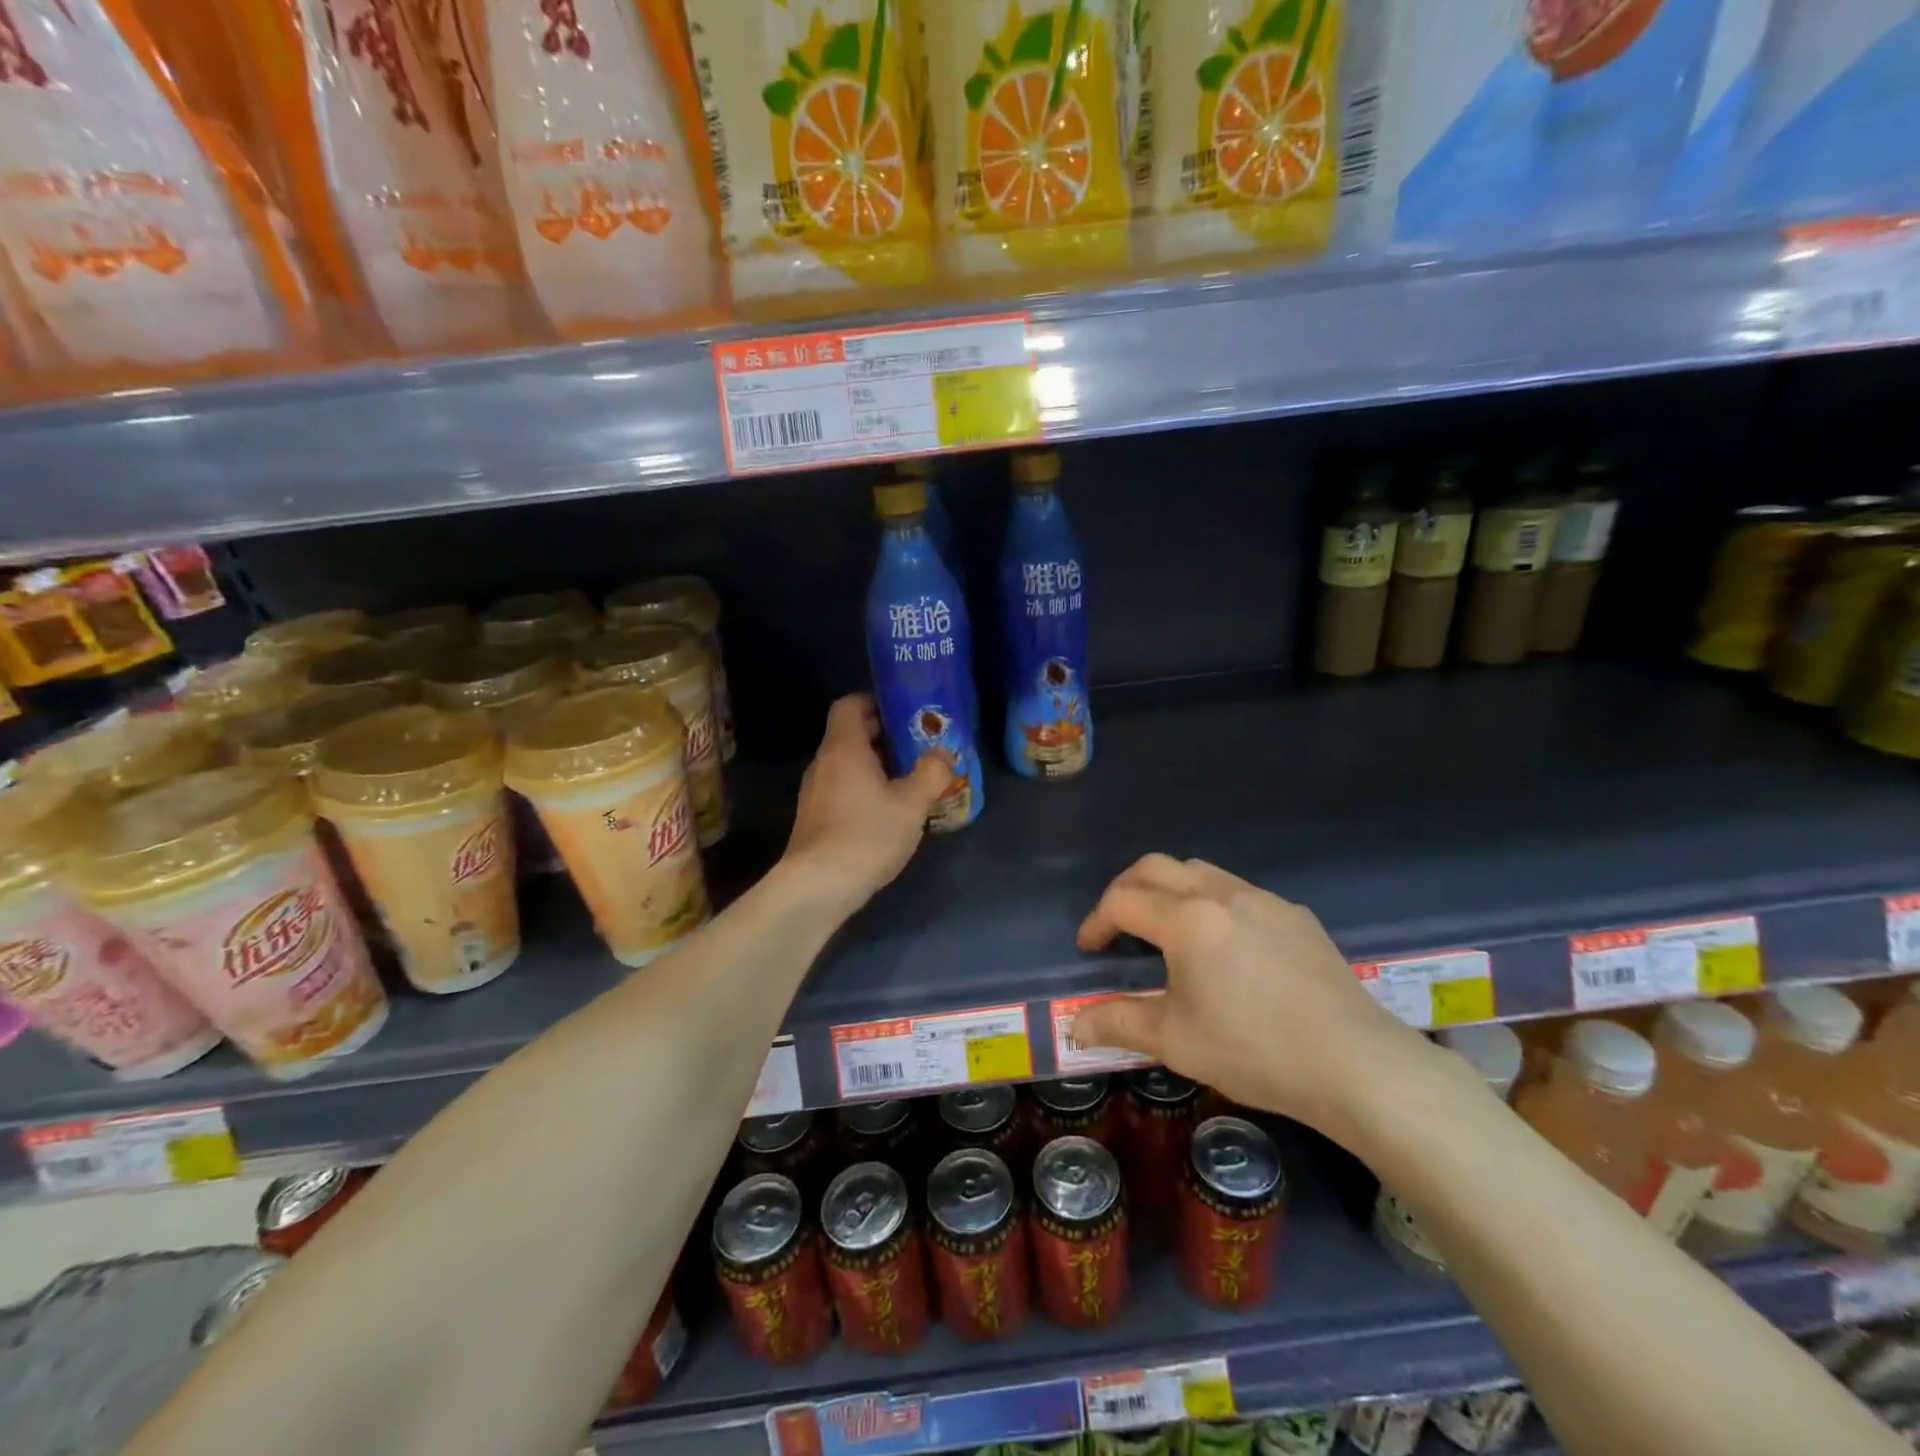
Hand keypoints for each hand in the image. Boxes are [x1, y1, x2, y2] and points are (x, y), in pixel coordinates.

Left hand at [781, 695, 952, 911]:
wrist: (818, 886)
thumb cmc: (866, 835)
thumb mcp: (911, 804)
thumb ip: (931, 773)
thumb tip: (944, 752)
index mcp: (844, 748)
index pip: (850, 705)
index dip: (875, 702)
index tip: (904, 712)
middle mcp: (824, 763)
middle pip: (851, 734)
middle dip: (885, 736)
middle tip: (919, 744)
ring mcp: (815, 791)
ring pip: (847, 763)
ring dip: (877, 764)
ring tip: (910, 777)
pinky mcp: (815, 816)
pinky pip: (842, 786)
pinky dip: (864, 787)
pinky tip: (889, 809)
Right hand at [1070, 855, 1425, 1137]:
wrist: (1356, 1064)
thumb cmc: (1256, 1051)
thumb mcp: (1176, 1041)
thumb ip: (1118, 1023)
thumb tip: (1074, 1025)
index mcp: (1188, 920)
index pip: (1123, 901)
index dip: (1097, 921)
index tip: (1089, 949)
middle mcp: (1222, 894)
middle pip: (1156, 867)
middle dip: (1125, 889)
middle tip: (1116, 925)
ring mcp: (1264, 899)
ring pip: (1199, 871)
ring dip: (1169, 888)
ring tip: (1164, 928)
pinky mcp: (1295, 914)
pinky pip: (1238, 890)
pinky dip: (1210, 902)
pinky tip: (1223, 945)